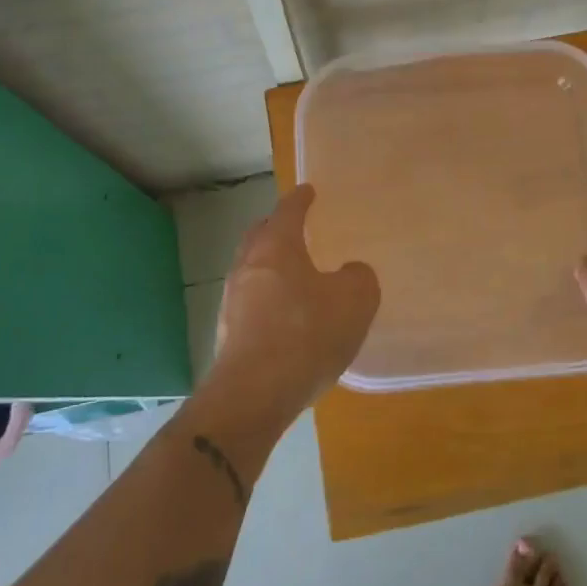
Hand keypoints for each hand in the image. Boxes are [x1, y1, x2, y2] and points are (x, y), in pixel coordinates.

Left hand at [204, 185, 380, 424]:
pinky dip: (266, 299)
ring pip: (251, 269)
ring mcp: (232, 301)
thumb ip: (358, 277)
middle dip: (276, 227)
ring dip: (270, 266)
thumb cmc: (306, 334)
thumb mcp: (355, 300)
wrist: (253, 395)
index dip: (300, 199)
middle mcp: (248, 266)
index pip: (288, 211)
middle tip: (294, 227)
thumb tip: (349, 273)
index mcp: (276, 247)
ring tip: (293, 275)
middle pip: (259, 235)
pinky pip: (250, 302)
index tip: (308, 190)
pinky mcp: (227, 334)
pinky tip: (284, 317)